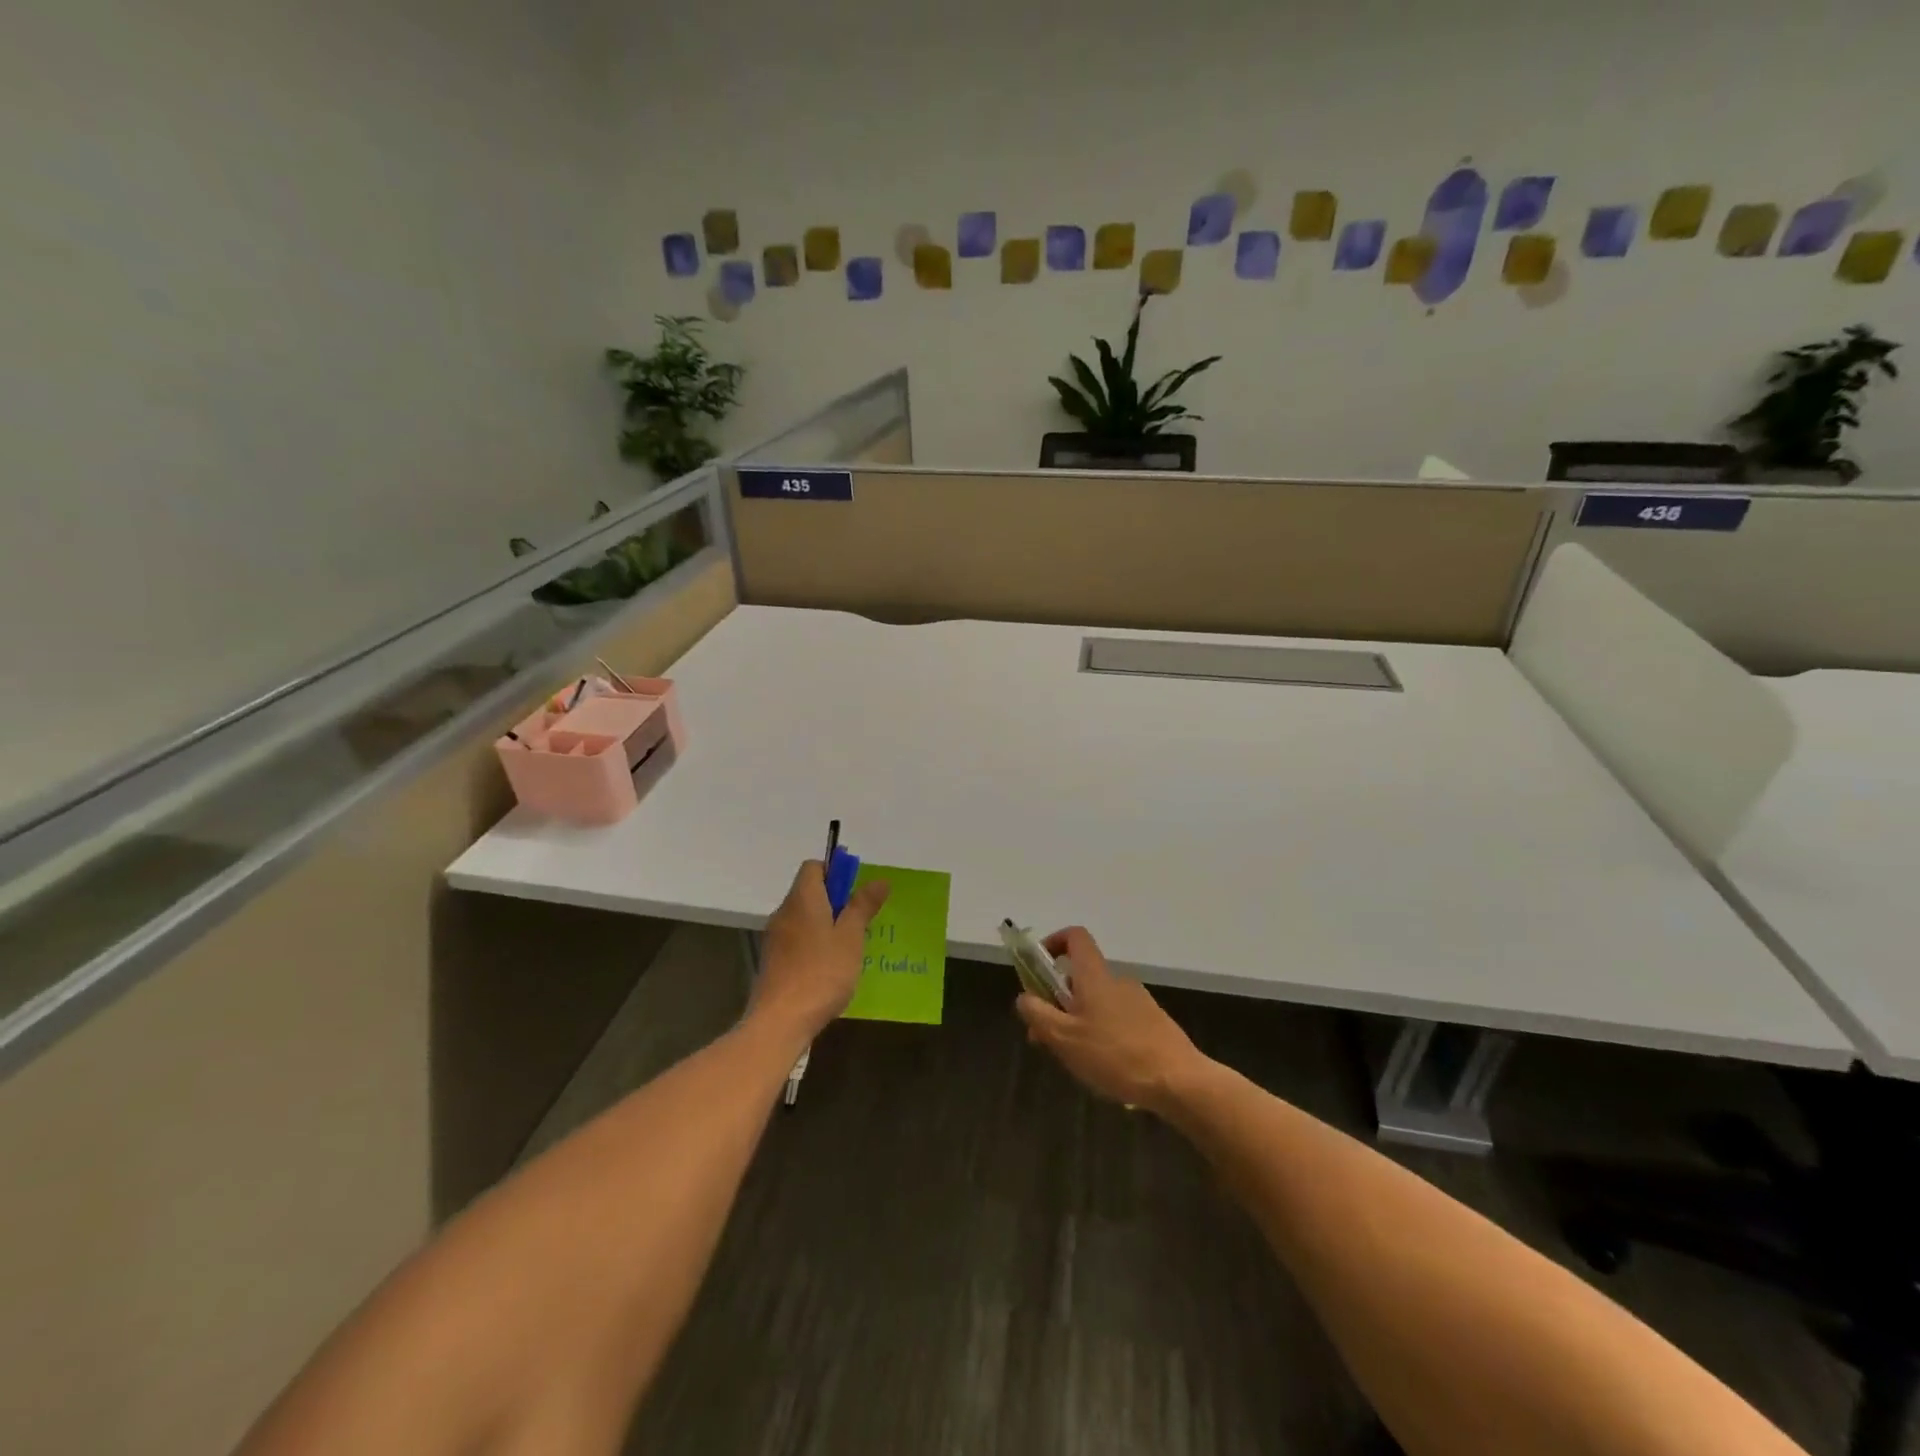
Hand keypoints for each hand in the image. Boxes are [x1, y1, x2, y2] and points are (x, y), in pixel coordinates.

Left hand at [751, 859, 889, 1043]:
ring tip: (850, 948)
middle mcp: (784, 912)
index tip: (856, 892)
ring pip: (804, 918)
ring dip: (826, 925)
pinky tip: (831, 968)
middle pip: (809, 892)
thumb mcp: (850, 938)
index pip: (813, 867)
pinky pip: (797, 940)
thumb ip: (862, 906)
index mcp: (802, 899)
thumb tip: (879, 880)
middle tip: (860, 922)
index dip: (836, 872)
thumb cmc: (821, 973)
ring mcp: (775, 938)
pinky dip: (814, 944)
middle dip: (836, 901)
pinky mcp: (773, 962)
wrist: (780, 1022)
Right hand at [1014, 926, 1207, 1114]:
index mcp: (1094, 976)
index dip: (1054, 943)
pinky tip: (1104, 1068)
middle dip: (1059, 1000)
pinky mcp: (1153, 1023)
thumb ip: (1038, 1014)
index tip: (1039, 968)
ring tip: (1075, 1060)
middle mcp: (1117, 980)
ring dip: (1079, 1021)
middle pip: (1081, 977)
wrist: (1178, 1081)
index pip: (1075, 937)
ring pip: (1098, 1002)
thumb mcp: (1064, 1038)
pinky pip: (1117, 1020)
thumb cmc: (1115, 1055)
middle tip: (1046, 1036)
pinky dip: (1103, 1034)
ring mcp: (1138, 1001)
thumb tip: (1024, 996)